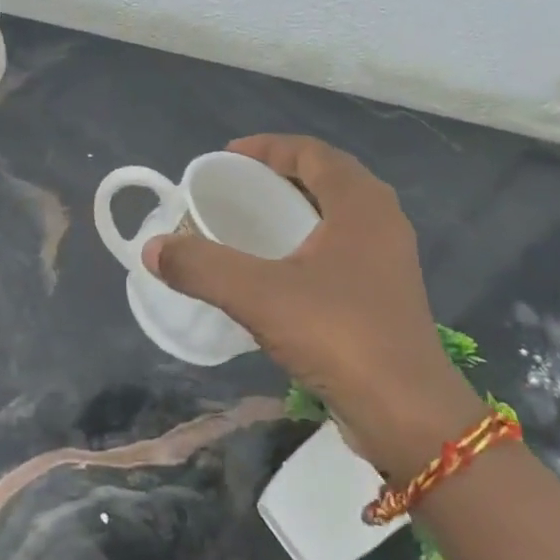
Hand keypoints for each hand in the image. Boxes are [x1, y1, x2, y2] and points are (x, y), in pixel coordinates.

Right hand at [142, 134, 479, 466]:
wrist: (406, 412)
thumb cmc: (339, 335)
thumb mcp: (260, 296)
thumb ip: (203, 267)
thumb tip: (152, 248)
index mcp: (361, 203)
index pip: (312, 152)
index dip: (267, 147)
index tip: (226, 158)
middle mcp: (381, 220)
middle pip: (326, 178)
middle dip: (279, 176)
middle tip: (235, 189)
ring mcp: (388, 258)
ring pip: (336, 215)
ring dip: (295, 210)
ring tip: (251, 224)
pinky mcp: (386, 293)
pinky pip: (342, 247)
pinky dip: (308, 243)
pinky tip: (278, 271)